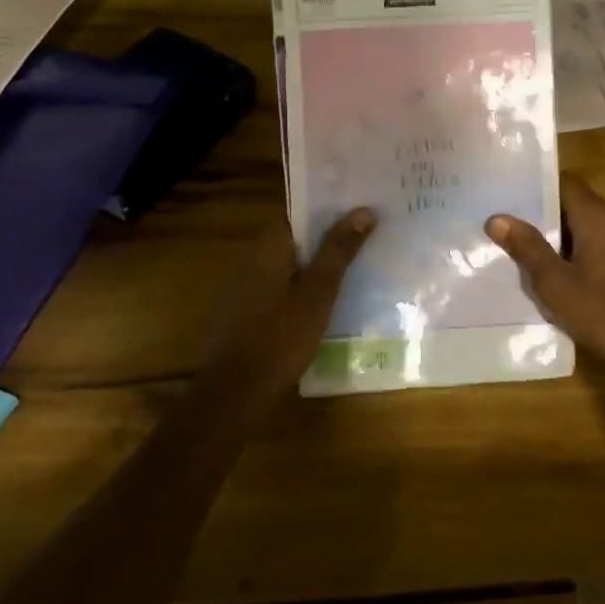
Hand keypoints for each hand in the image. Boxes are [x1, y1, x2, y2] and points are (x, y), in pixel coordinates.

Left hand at [201, 209, 376, 399]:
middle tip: (370, 238)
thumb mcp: (317, 294)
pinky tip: (328, 302)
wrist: (234, 394)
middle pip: (296, 238)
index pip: (300, 213)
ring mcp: (245, 285)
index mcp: (267, 246)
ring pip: (289, 264)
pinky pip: (280, 287)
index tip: (363, 211)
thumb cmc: (279, 338)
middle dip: (329, 238)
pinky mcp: (245, 311)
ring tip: (358, 267)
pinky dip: (303, 288)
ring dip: (317, 265)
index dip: (331, 210)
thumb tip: (363, 209)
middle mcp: (251, 258)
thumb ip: (338, 251)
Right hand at [486, 175, 604, 380]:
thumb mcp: (554, 283)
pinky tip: (551, 270)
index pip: (565, 182)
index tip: (507, 197)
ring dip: (556, 235)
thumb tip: (497, 218)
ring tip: (520, 247)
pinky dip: (573, 249)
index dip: (535, 187)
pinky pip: (595, 242)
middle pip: (573, 202)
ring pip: (583, 224)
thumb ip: (527, 247)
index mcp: (598, 217)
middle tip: (506, 225)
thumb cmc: (601, 313)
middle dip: (540, 214)